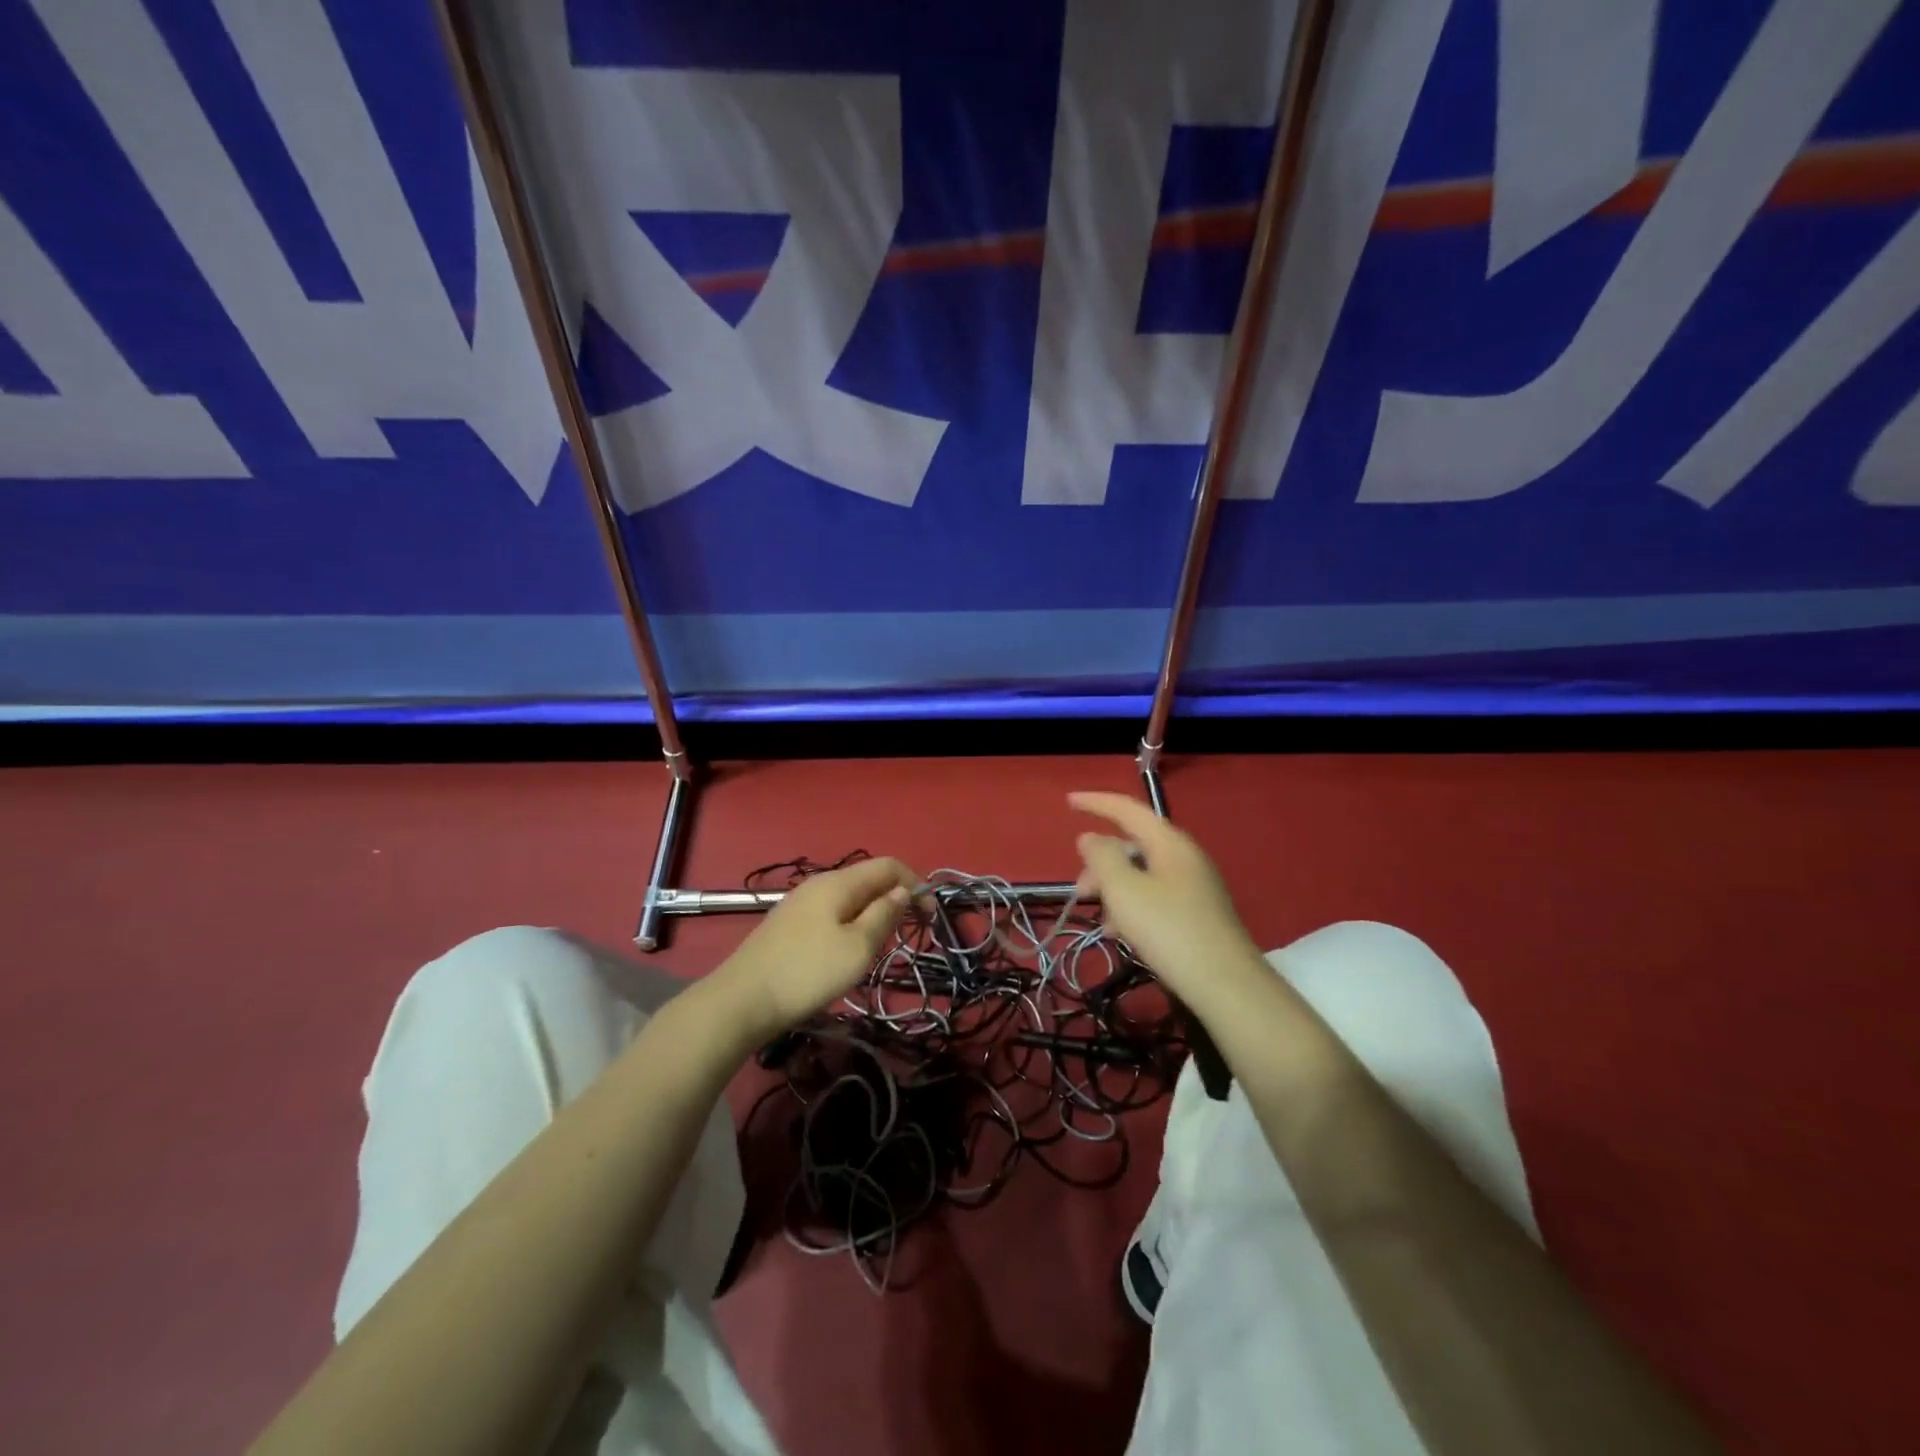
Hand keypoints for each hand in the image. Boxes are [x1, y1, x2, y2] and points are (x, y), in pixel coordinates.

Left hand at [711, 856, 917, 1041]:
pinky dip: (852, 922)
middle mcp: (819, 884)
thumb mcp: (858, 947)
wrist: (742, 1000)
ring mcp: (800, 904)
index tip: (930, 914)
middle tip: (909, 931)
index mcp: (839, 883)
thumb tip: (902, 892)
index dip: (915, 883)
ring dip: (873, 912)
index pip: (887, 865)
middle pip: (867, 879)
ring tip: (883, 943)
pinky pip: (832, 912)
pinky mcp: (789, 925)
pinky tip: (849, 949)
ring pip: (849, 897)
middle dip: (895, 897)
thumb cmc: (808, 972)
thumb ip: (883, 915)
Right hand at [1069, 791, 1260, 1001]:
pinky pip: (1153, 897)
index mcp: (1169, 842)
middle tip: (1080, 893)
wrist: (1225, 984)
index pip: (1127, 809)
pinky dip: (1131, 908)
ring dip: (1114, 890)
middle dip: (1101, 864)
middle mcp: (1184, 857)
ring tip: (1103, 922)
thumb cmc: (1168, 929)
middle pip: (1132, 846)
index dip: (1095, 803)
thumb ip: (1102, 858)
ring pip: (1141, 875)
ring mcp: (1193, 886)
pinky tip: (1122, 935)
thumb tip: (1091, 838)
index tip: (1067, 802)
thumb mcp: (1124, 890)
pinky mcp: (1196, 913)